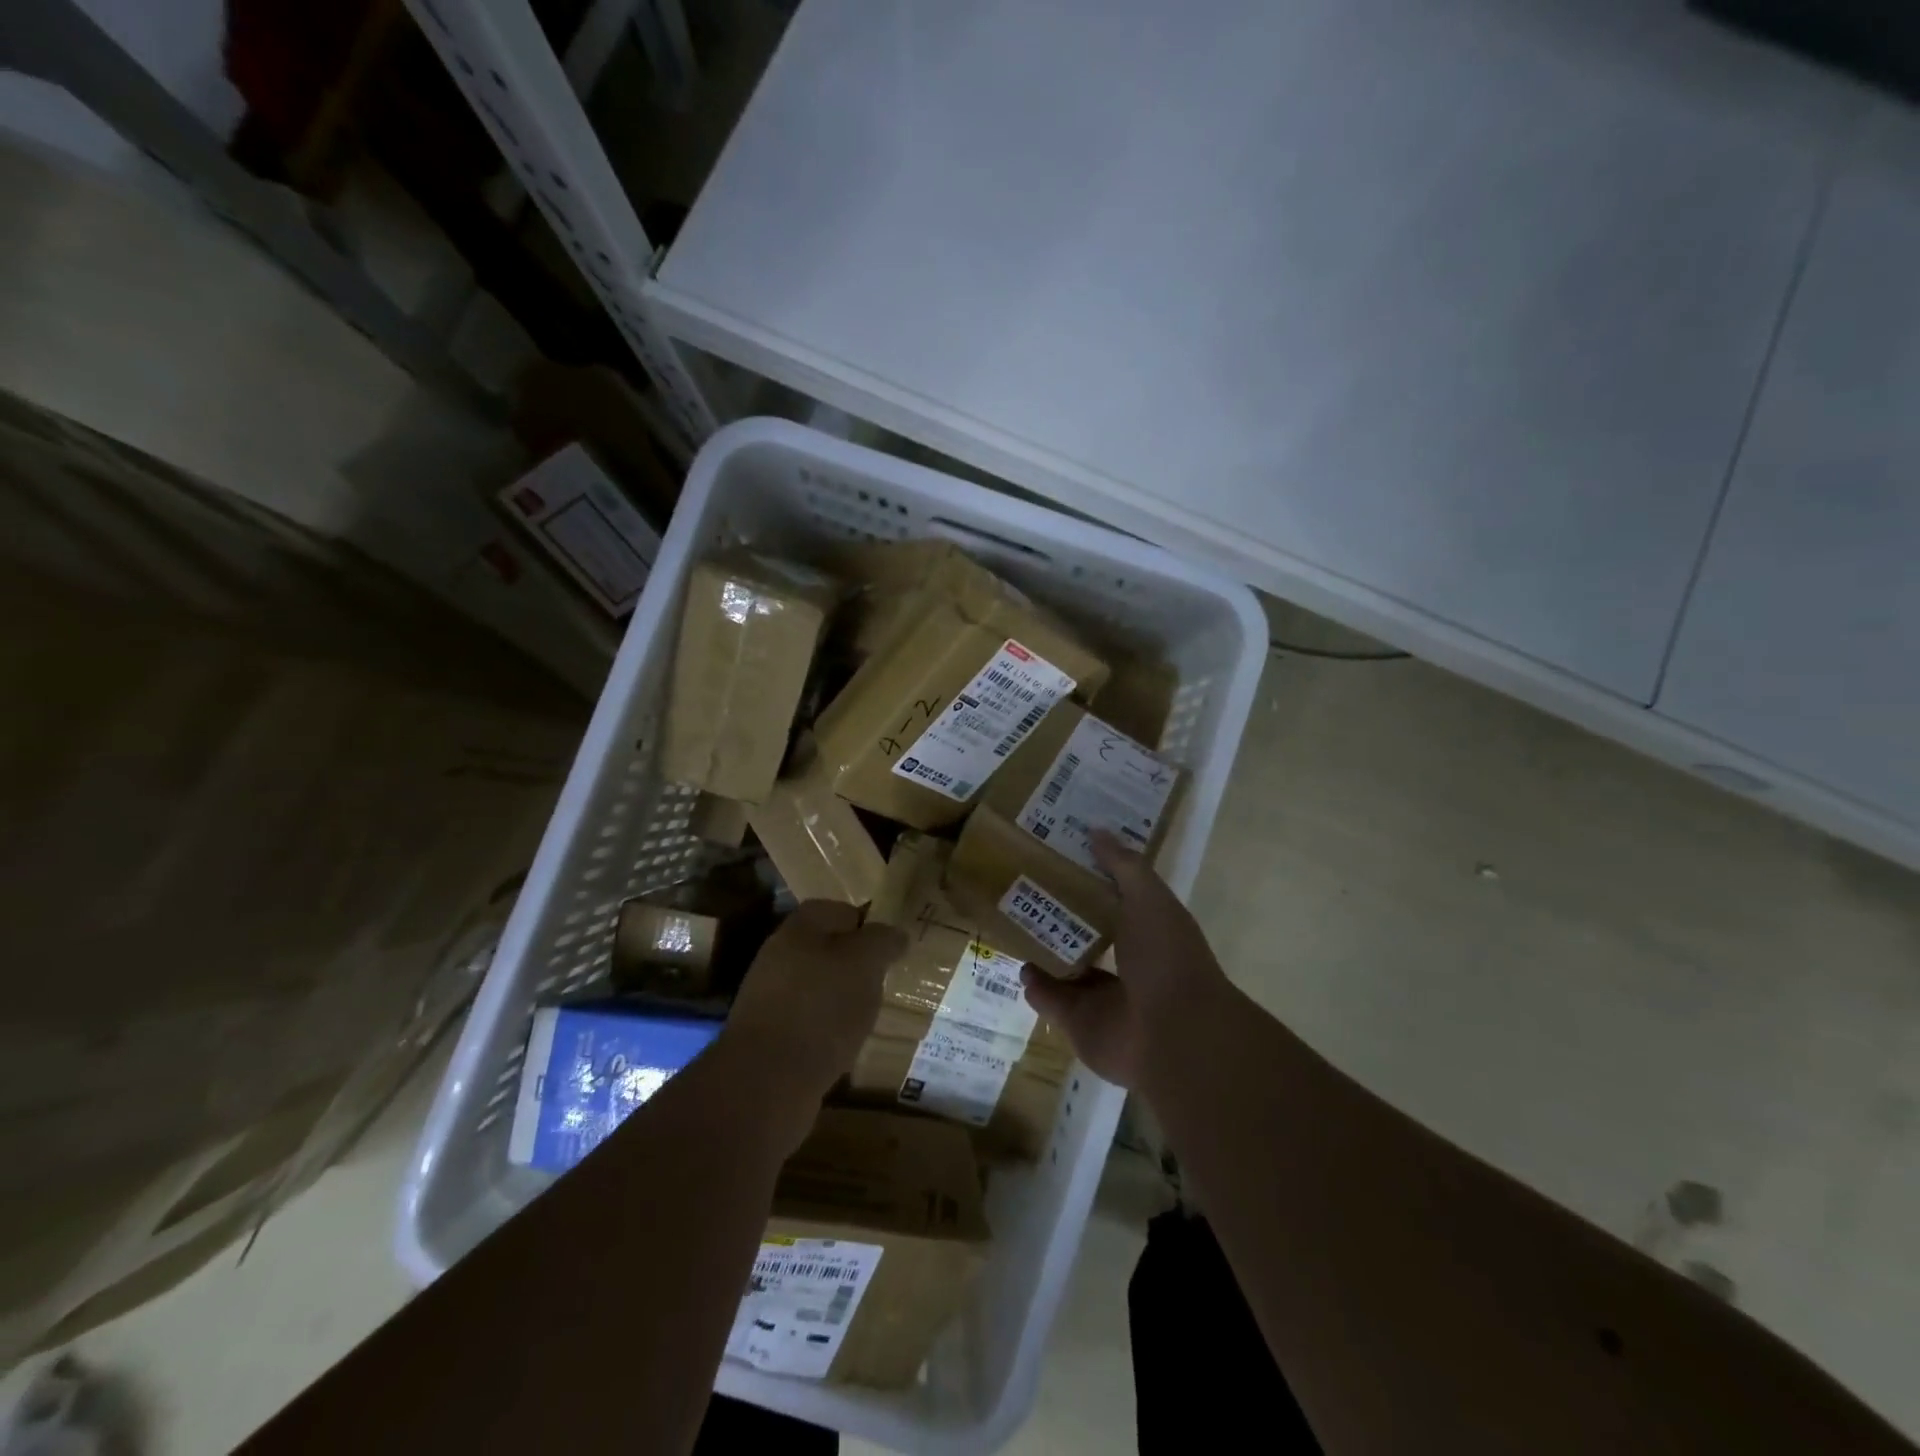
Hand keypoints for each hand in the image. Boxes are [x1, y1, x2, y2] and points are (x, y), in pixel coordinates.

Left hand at [722, 900, 906, 1104]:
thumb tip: (895, 934)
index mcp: (798, 929)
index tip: (890, 946)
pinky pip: (807, 1021)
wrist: (766, 1081)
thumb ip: (882, 941)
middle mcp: (778, 956)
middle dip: (855, 963)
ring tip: (869, 1015)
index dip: (866, 923)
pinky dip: (827, 1028)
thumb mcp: (864, 963)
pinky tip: (844, 1044)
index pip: (837, 910)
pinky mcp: (769, 1037)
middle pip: (825, 949)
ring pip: (817, 986)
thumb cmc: (821, 1007)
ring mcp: (769, 998)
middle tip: (884, 980)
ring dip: (841, 998)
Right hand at [1020, 831, 1235, 1091]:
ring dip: (1044, 950)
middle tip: (1026, 888)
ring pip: (1066, 968)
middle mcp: (1126, 965)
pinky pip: (1050, 1001)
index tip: (1061, 856)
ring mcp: (1102, 998)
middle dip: (1061, 916)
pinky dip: (1035, 985)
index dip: (1091, 880)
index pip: (1115, 902)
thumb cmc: (1166, 958)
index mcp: (1147, 933)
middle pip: (1087, 935)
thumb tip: (1096, 831)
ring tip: (1014, 923)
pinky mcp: (1078, 1025)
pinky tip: (1018, 964)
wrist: (1173, 1034)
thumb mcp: (1150, 899)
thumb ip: (1123, 866)